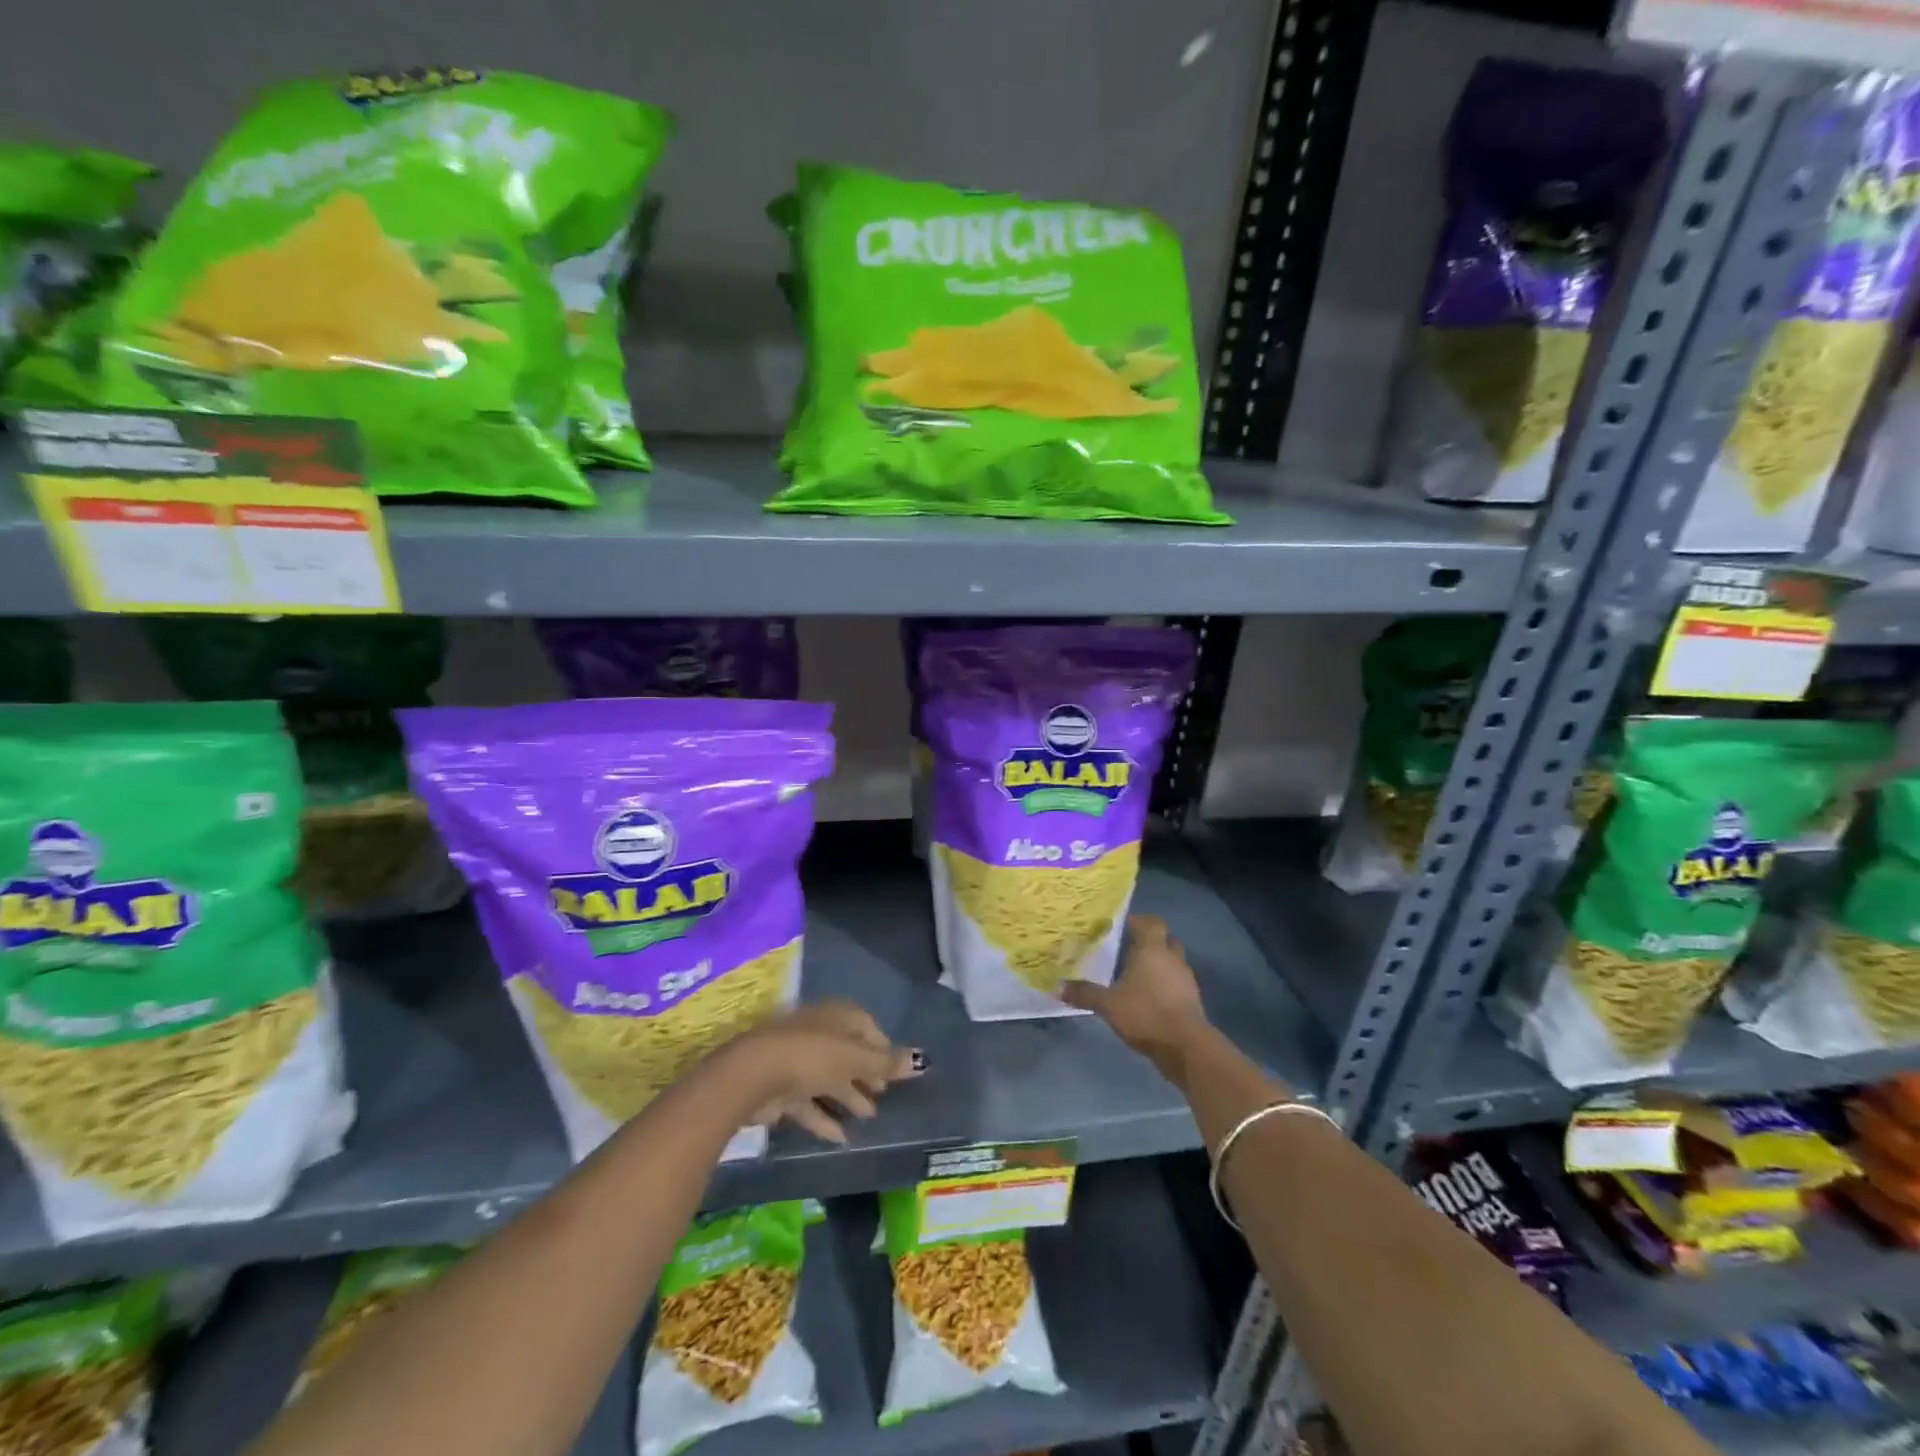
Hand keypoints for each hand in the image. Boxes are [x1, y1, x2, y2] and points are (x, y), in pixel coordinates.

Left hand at [723, 1000, 921, 1144]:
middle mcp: (819, 1033)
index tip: (896, 1072)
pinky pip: (810, 1103)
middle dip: (866, 1074)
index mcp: (838, 1016)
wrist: (755, 1074)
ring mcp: (798, 1060)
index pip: (867, 1027)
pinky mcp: (782, 1089)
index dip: (883, 1048)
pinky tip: (842, 1138)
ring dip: (848, 1097)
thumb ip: (887, 1063)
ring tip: (869, 1118)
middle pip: (848, 1053)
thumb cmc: (813, 1055)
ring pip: (830, 1079)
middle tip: (885, 1096)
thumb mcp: (856, 1058)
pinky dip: (825, 1119)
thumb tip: (922, 1060)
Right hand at [1061, 915, 1212, 1072]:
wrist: (1186, 1046)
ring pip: (1171, 961)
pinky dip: (1164, 984)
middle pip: (1164, 939)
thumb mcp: (1108, 1004)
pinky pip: (1176, 982)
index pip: (1150, 922)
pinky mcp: (1192, 999)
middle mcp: (1172, 957)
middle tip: (1125, 950)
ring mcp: (1185, 978)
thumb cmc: (1146, 1013)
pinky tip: (1147, 997)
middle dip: (1148, 942)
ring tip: (1134, 975)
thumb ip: (1085, 993)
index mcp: (1152, 949)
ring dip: (1157, 964)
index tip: (1119, 928)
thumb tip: (1059, 987)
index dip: (1137, 921)